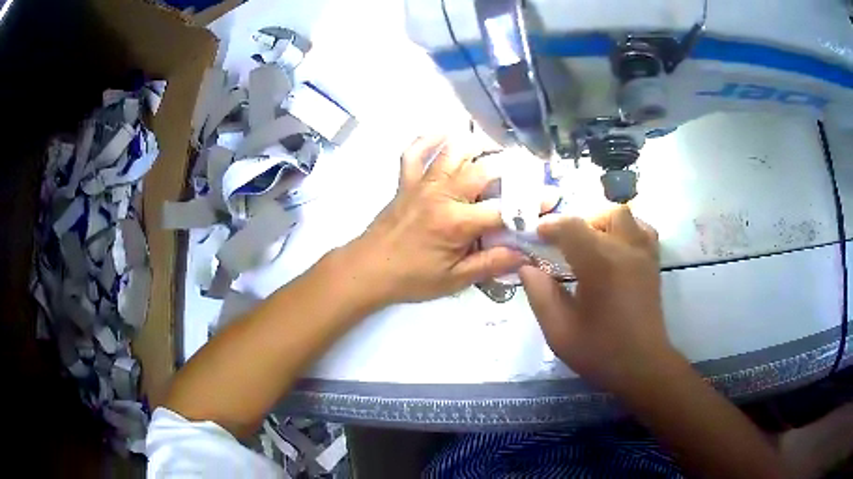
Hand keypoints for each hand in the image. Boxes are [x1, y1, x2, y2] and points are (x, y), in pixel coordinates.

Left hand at [350, 136, 553, 304]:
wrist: (367, 269)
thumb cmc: (411, 278)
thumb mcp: (455, 279)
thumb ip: (491, 264)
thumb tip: (525, 253)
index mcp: (456, 222)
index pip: (504, 208)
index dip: (531, 204)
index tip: (552, 196)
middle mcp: (442, 194)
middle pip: (484, 169)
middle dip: (511, 167)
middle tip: (529, 169)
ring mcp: (421, 183)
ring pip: (453, 151)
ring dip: (477, 145)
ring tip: (496, 149)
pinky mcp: (405, 181)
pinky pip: (414, 151)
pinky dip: (429, 138)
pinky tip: (444, 132)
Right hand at [519, 206, 678, 392]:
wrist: (642, 366)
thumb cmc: (600, 351)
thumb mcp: (559, 331)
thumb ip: (540, 295)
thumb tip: (527, 268)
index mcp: (600, 264)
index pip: (572, 227)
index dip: (551, 226)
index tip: (537, 236)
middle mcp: (625, 250)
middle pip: (602, 213)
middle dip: (579, 222)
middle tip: (565, 245)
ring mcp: (643, 254)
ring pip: (625, 216)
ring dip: (604, 222)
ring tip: (591, 244)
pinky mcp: (653, 263)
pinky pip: (642, 230)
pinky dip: (627, 230)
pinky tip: (616, 249)